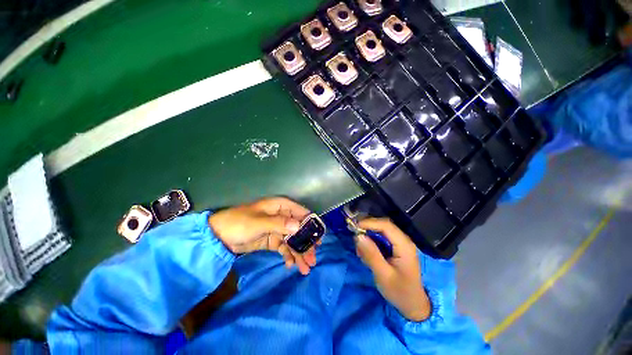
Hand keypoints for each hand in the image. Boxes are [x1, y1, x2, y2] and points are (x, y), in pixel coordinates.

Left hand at [208, 197, 316, 274]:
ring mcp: (277, 229)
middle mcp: (282, 216)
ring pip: (293, 240)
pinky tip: (290, 265)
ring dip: (299, 253)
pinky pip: (283, 248)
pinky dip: (288, 256)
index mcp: (280, 206)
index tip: (319, 238)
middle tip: (313, 259)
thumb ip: (280, 223)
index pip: (301, 213)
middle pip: (299, 229)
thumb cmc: (239, 223)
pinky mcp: (272, 240)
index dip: (311, 224)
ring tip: (305, 268)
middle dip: (306, 244)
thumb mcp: (259, 222)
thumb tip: (299, 226)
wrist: (219, 236)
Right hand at [354, 218, 430, 321]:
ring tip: (360, 250)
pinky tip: (366, 253)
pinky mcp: (396, 247)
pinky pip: (381, 238)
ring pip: (381, 231)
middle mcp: (403, 240)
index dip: (369, 223)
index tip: (354, 227)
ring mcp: (400, 243)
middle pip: (383, 225)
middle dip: (367, 228)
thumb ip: (371, 254)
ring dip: (368, 236)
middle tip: (354, 237)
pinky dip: (371, 242)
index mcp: (404, 245)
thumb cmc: (400, 292)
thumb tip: (358, 236)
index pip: (385, 225)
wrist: (414, 305)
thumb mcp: (383, 275)